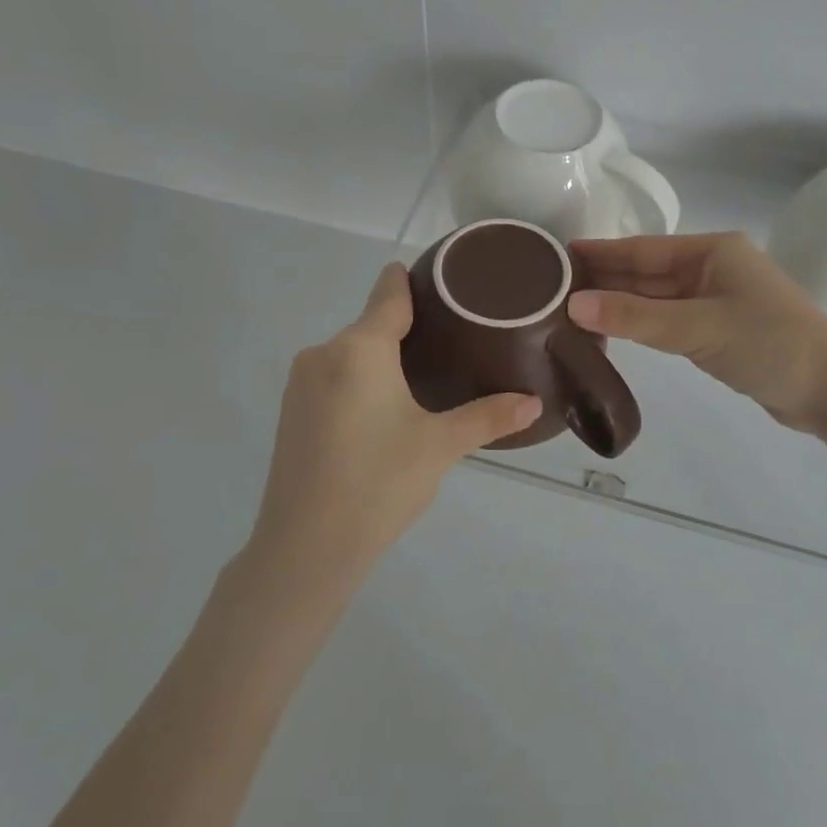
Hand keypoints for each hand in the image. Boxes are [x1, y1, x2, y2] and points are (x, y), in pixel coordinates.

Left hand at [247, 263, 541, 596]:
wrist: (304, 550)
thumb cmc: (378, 484)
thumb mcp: (440, 446)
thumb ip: (488, 416)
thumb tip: (534, 402)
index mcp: (359, 349)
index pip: (388, 294)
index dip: (412, 280)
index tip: (440, 276)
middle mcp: (323, 353)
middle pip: (372, 325)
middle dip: (407, 330)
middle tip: (453, 341)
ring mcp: (300, 384)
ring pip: (352, 354)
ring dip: (383, 359)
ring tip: (426, 377)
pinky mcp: (291, 413)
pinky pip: (334, 378)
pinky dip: (361, 381)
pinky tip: (385, 411)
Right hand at [568, 232, 826, 430]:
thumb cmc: (769, 344)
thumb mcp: (698, 327)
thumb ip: (636, 318)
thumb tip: (574, 305)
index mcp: (712, 251)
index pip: (643, 249)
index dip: (600, 253)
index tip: (557, 255)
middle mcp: (712, 268)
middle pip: (647, 271)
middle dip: (604, 278)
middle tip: (552, 287)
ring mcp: (717, 300)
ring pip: (656, 298)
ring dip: (620, 304)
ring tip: (571, 309)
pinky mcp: (719, 330)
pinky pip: (669, 321)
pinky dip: (641, 324)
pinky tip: (613, 330)